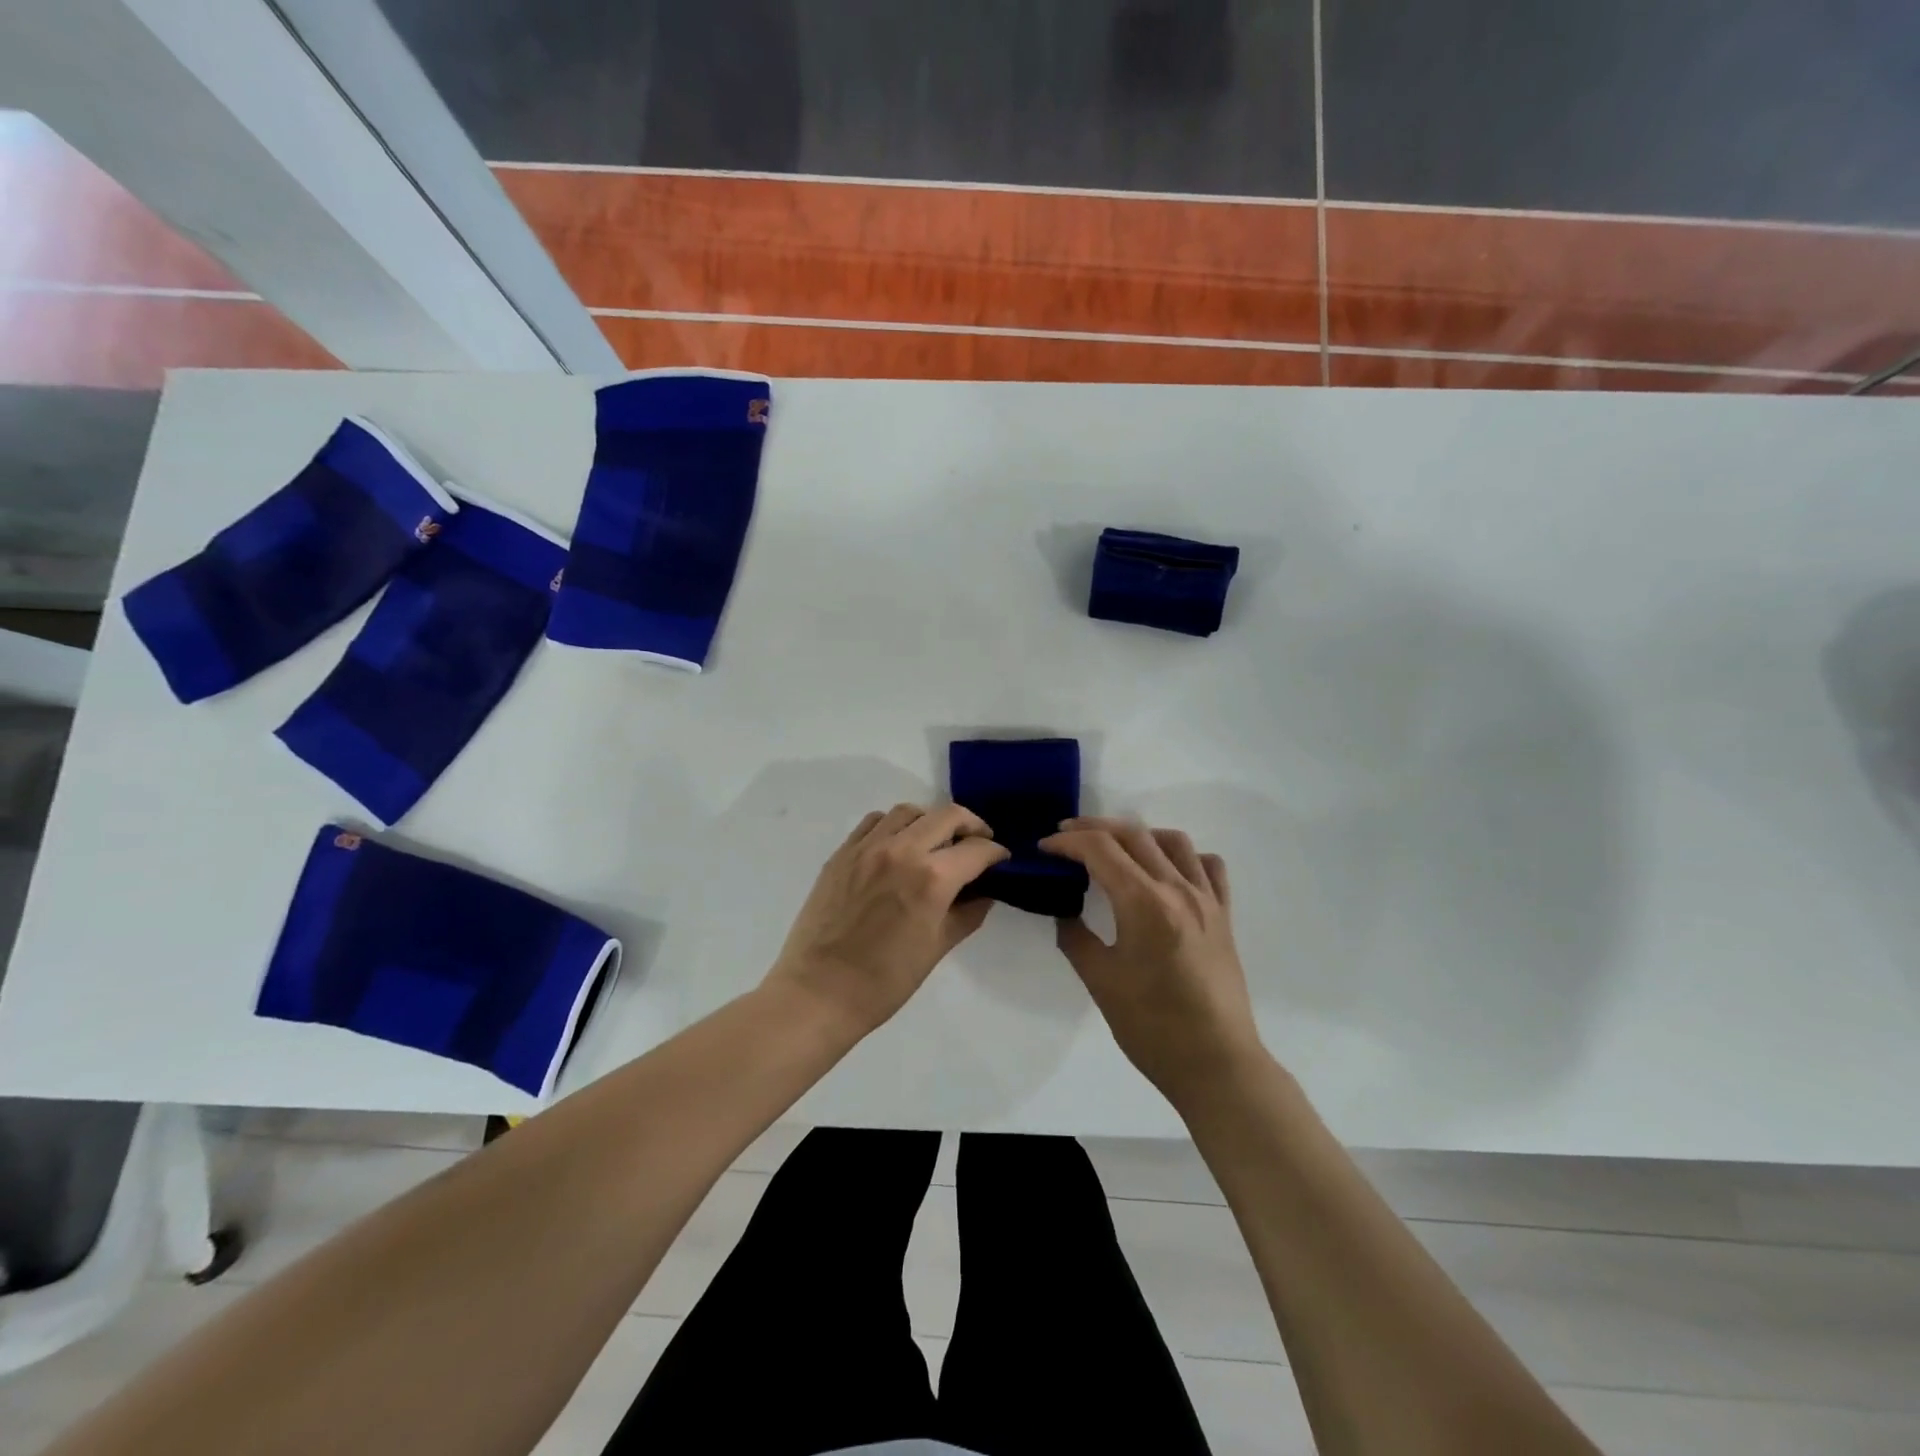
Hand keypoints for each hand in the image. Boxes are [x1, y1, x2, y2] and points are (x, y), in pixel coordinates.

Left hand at [767, 803, 1010, 1035]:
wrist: (818, 992)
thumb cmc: (885, 981)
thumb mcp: (937, 948)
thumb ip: (967, 913)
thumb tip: (985, 893)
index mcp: (931, 878)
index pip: (976, 849)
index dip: (996, 853)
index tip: (1001, 860)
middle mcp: (902, 850)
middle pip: (947, 816)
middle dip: (971, 826)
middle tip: (977, 843)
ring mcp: (867, 847)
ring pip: (909, 812)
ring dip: (931, 821)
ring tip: (935, 842)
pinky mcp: (842, 853)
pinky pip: (874, 822)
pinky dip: (894, 826)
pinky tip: (897, 846)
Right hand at [1040, 817, 1265, 1101]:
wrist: (1216, 1064)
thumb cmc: (1152, 1027)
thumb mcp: (1100, 982)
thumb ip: (1076, 938)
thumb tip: (1064, 912)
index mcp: (1144, 903)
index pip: (1100, 849)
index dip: (1067, 842)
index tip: (1044, 848)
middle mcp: (1178, 889)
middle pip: (1133, 834)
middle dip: (1094, 828)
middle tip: (1066, 837)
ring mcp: (1206, 900)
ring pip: (1173, 841)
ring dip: (1139, 835)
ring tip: (1115, 849)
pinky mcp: (1224, 916)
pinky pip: (1208, 866)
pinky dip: (1183, 856)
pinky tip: (1166, 872)